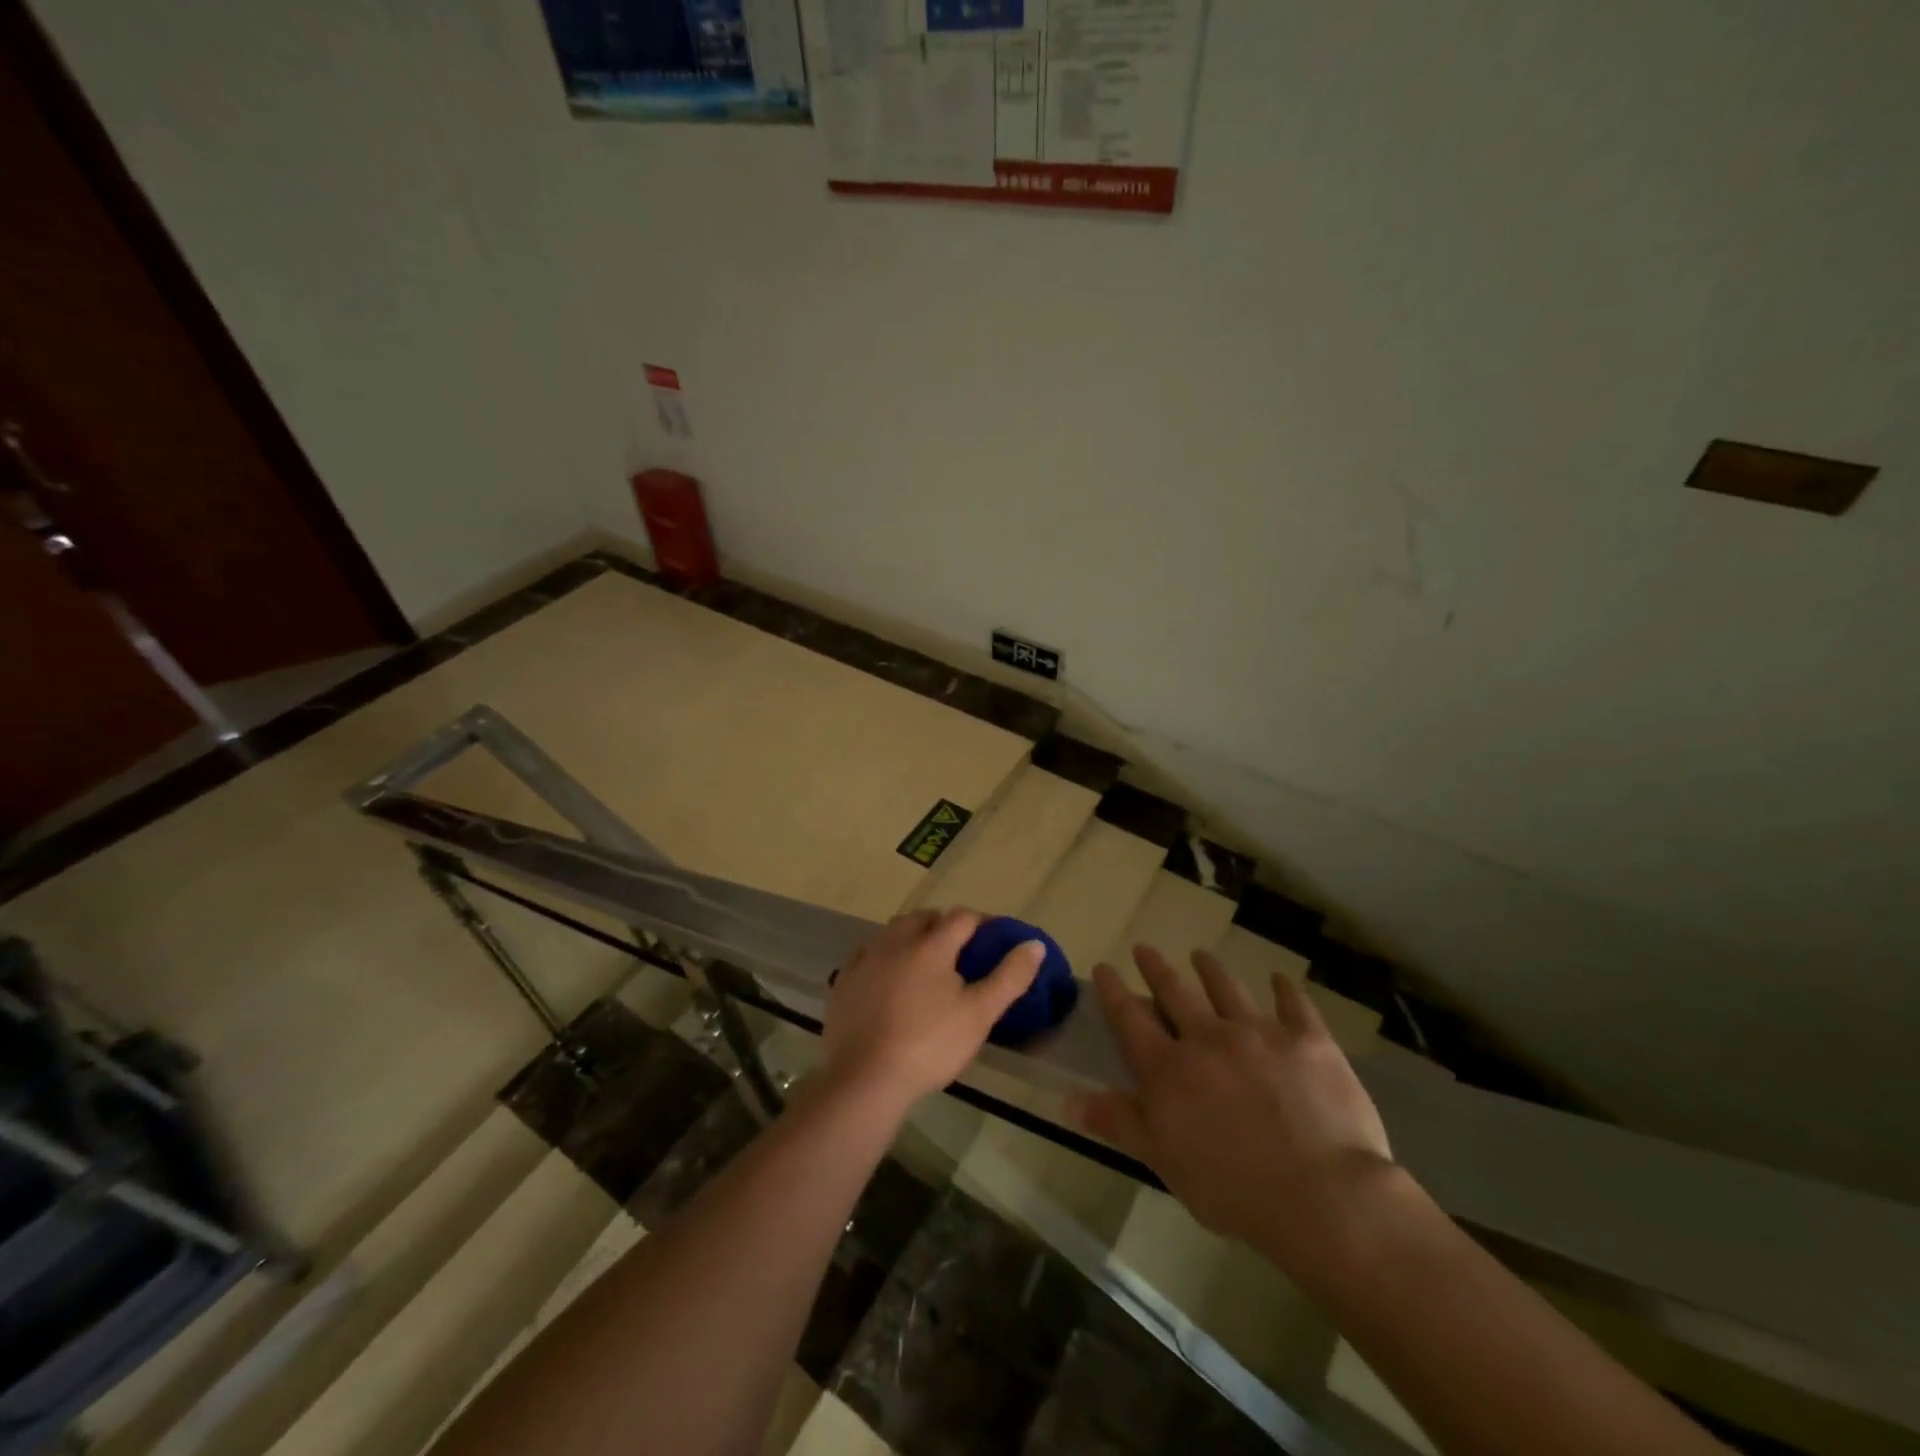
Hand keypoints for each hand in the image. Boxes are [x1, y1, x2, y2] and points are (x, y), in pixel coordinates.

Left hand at [822, 908, 1045, 1113]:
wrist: (865, 1079)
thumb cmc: (930, 1045)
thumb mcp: (979, 1014)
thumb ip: (1009, 977)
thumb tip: (1034, 944)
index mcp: (931, 945)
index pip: (962, 918)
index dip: (981, 923)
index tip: (994, 938)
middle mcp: (895, 942)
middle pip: (924, 918)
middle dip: (944, 925)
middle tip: (960, 949)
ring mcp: (865, 960)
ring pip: (893, 932)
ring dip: (912, 936)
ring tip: (925, 960)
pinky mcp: (843, 981)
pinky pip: (867, 954)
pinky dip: (883, 956)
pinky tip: (887, 975)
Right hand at [1071, 946, 1393, 1270]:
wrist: (1321, 1195)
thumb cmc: (1233, 1188)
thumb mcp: (1164, 1161)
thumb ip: (1119, 1123)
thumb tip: (1069, 1098)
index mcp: (1169, 1068)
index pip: (1130, 1018)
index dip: (1113, 991)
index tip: (1104, 967)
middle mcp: (1208, 1037)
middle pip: (1175, 992)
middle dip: (1156, 968)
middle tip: (1145, 948)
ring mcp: (1259, 1032)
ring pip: (1227, 988)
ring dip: (1211, 969)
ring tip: (1201, 955)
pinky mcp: (1307, 1039)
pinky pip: (1293, 1004)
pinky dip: (1285, 989)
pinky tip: (1280, 979)